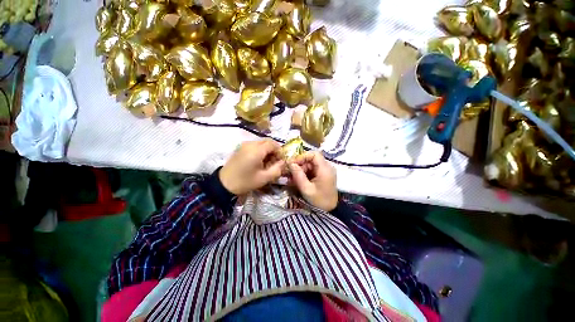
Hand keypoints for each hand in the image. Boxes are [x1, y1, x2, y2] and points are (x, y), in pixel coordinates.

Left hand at [219, 139, 284, 194]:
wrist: (224, 184)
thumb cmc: (245, 182)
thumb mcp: (264, 178)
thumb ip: (277, 169)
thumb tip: (284, 162)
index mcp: (256, 150)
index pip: (273, 144)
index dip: (279, 151)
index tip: (281, 160)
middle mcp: (250, 144)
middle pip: (267, 141)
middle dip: (274, 150)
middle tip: (275, 161)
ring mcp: (244, 145)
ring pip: (261, 143)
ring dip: (267, 150)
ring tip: (267, 162)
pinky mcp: (241, 148)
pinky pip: (254, 145)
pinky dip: (260, 150)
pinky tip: (259, 161)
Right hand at [288, 151, 337, 211]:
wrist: (330, 210)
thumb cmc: (319, 201)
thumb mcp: (306, 189)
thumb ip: (298, 175)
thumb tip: (290, 163)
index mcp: (325, 169)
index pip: (314, 154)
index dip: (302, 156)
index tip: (292, 163)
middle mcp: (327, 167)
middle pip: (311, 159)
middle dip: (300, 164)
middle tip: (290, 172)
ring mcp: (326, 171)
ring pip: (310, 164)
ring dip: (301, 169)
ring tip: (292, 178)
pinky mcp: (323, 174)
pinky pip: (312, 169)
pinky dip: (304, 173)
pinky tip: (298, 179)